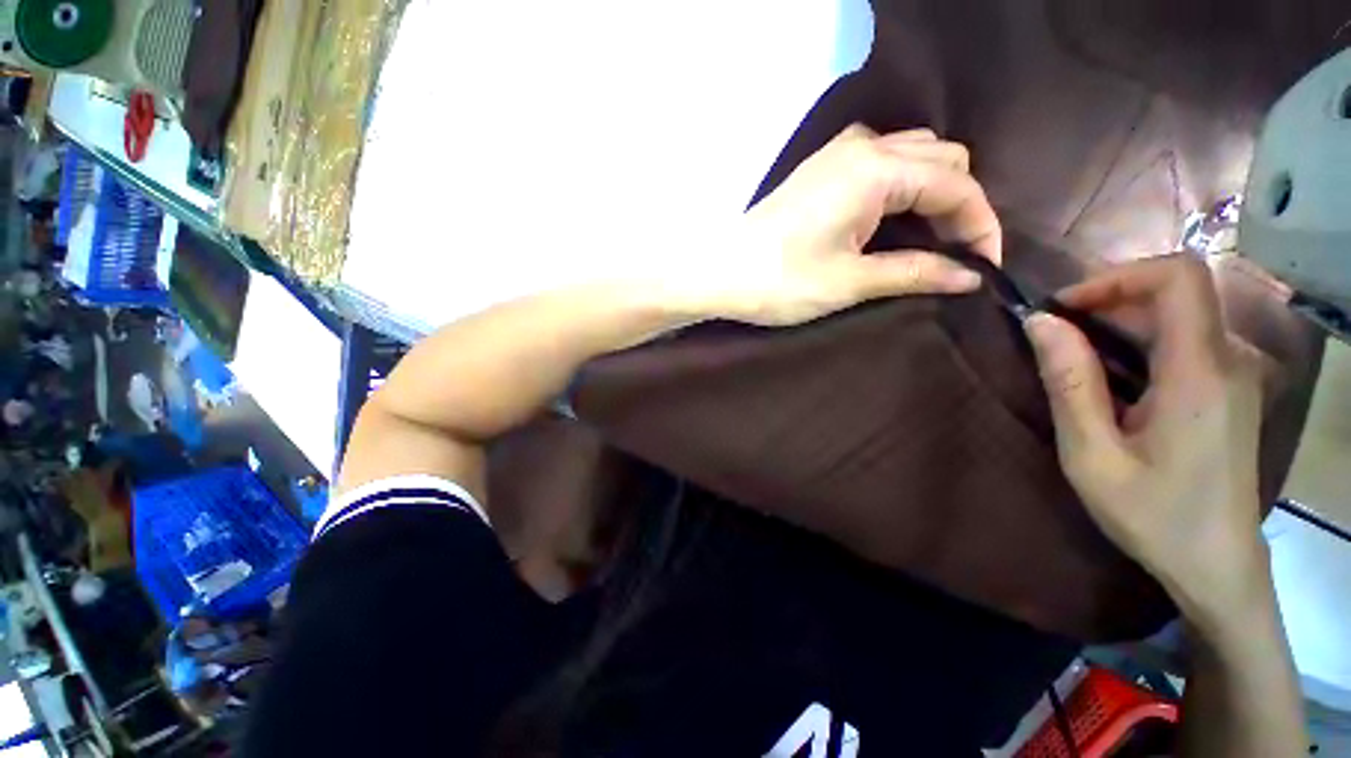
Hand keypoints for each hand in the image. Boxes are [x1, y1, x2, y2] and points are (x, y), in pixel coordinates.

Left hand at [703, 125, 1001, 325]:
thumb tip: (969, 277)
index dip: (980, 225)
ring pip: (913, 157)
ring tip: (930, 240)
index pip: (957, 185)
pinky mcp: (821, 170)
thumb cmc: (780, 281)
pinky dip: (902, 188)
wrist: (718, 273)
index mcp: (878, 169)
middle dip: (959, 205)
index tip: (985, 266)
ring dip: (932, 194)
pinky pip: (882, 164)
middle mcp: (864, 146)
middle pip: (942, 160)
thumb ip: (915, 273)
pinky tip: (895, 220)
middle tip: (955, 254)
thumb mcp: (851, 282)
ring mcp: (838, 154)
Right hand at [1022, 255, 1272, 627]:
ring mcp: (1235, 374)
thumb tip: (1040, 322)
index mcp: (1200, 373)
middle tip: (1054, 333)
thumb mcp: (1092, 454)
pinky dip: (1140, 342)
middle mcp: (1228, 360)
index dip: (1118, 275)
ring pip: (1179, 316)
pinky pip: (1185, 341)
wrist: (1216, 565)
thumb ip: (1069, 382)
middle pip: (1176, 293)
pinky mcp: (1230, 389)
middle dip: (1109, 300)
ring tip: (1073, 354)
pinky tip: (1111, 376)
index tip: (1065, 306)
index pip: (1178, 277)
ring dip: (1121, 322)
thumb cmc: (1153, 515)